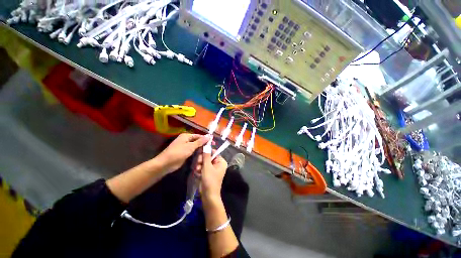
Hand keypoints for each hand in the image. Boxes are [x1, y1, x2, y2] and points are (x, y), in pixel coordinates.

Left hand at [156, 133, 209, 173]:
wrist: (166, 164)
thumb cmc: (178, 153)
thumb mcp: (190, 146)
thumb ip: (200, 141)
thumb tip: (209, 136)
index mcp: (186, 136)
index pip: (199, 136)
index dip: (206, 139)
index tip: (213, 142)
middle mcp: (186, 140)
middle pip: (197, 141)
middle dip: (203, 145)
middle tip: (211, 150)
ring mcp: (185, 147)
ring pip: (196, 147)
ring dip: (200, 150)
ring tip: (208, 154)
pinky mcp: (185, 153)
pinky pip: (193, 152)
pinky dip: (197, 154)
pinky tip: (202, 156)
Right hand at [200, 150, 227, 200]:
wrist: (208, 196)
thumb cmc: (210, 180)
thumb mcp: (207, 166)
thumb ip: (206, 155)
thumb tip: (206, 145)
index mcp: (221, 161)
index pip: (213, 152)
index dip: (206, 152)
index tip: (199, 152)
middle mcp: (218, 164)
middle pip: (208, 157)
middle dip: (201, 160)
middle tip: (198, 164)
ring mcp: (213, 169)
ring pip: (204, 162)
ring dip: (199, 165)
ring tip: (197, 170)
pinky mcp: (208, 173)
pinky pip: (203, 167)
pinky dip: (200, 169)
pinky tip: (197, 173)